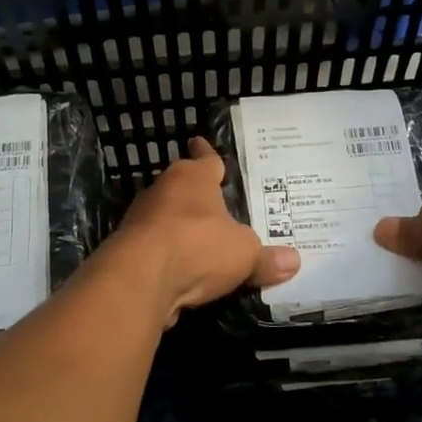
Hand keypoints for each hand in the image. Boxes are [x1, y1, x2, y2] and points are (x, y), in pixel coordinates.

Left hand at [105, 139, 298, 320]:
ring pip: (165, 216)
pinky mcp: (127, 249)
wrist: (139, 279)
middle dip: (195, 193)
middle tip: (214, 201)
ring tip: (200, 238)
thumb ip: (266, 258)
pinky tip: (181, 268)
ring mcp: (140, 219)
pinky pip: (155, 246)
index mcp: (193, 177)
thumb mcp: (245, 254)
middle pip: (182, 186)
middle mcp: (163, 190)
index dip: (208, 153)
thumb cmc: (198, 247)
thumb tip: (294, 262)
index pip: (205, 158)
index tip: (201, 142)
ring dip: (179, 226)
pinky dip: (167, 254)